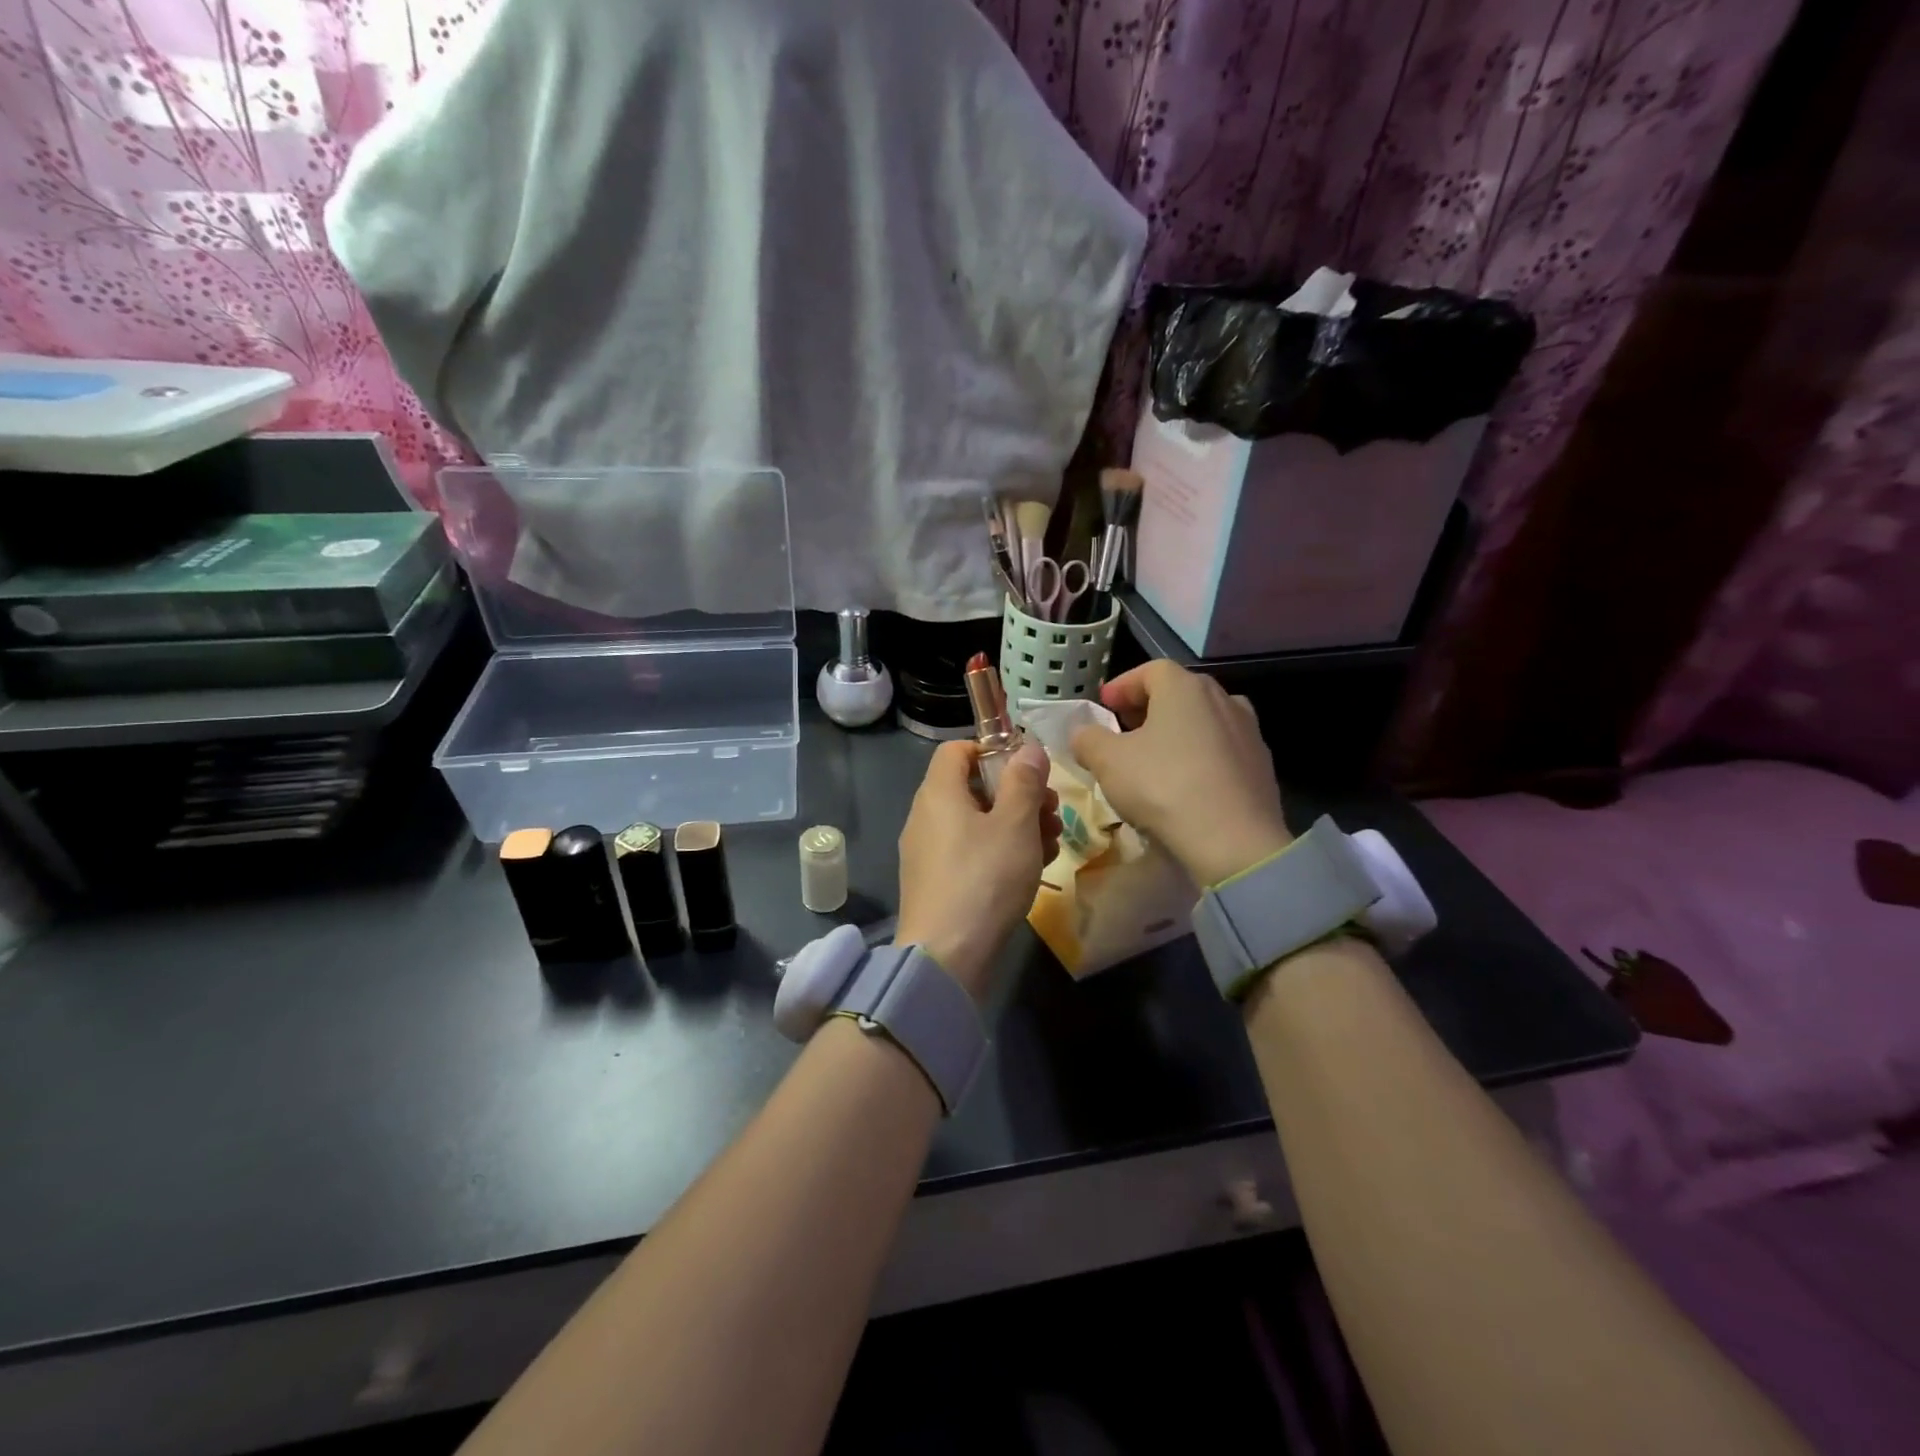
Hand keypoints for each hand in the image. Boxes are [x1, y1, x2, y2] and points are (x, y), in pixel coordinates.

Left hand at [896, 740, 1060, 1003]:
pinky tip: (1033, 868)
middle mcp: (926, 816)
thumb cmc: (984, 878)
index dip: (993, 750)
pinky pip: (971, 852)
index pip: (957, 749)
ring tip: (1053, 841)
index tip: (1029, 770)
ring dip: (1017, 824)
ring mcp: (928, 851)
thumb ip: (1024, 781)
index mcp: (938, 792)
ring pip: (977, 822)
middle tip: (1052, 810)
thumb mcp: (1015, 824)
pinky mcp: (936, 882)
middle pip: (973, 787)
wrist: (947, 957)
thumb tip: (1027, 748)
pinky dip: (1001, 851)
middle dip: (1017, 793)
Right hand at [1070, 660, 1290, 887]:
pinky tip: (1186, 784)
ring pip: (1203, 721)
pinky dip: (1200, 757)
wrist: (1235, 840)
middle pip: (1179, 693)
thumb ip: (1089, 740)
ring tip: (1156, 757)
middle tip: (1125, 729)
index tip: (1104, 705)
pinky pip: (1222, 750)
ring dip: (1177, 732)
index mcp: (1184, 688)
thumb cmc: (1163, 787)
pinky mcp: (1262, 765)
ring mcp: (1248, 732)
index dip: (1123, 686)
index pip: (1149, 671)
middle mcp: (1222, 699)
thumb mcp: (1108, 762)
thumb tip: (1083, 734)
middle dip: (1148, 708)